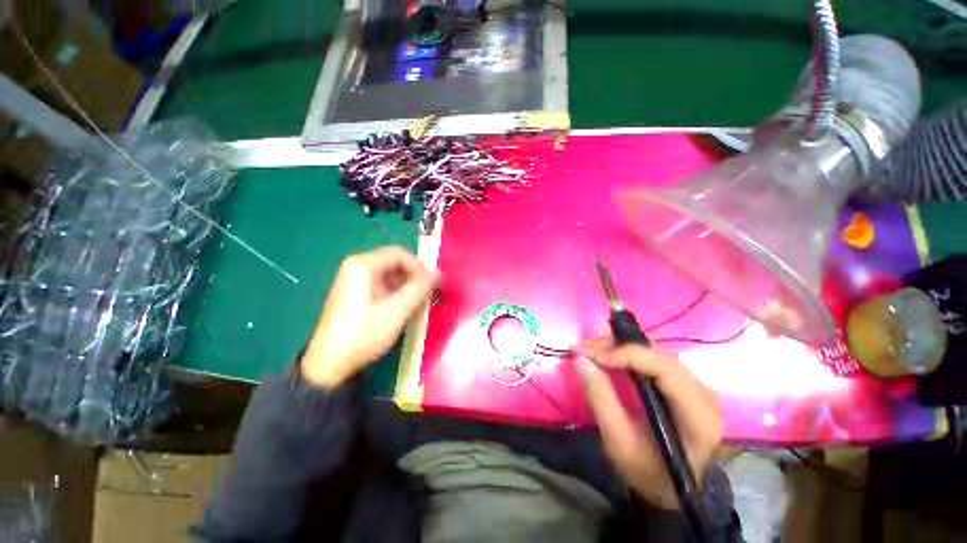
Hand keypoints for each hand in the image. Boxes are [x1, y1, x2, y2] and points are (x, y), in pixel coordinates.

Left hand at [302, 247, 435, 388]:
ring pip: (391, 275)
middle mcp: (357, 266)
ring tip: (418, 304)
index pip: (401, 254)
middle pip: (396, 263)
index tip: (431, 285)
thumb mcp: (396, 311)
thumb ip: (419, 288)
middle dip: (414, 278)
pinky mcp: (356, 293)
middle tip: (427, 295)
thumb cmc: (364, 334)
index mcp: (363, 265)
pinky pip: (383, 285)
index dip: (420, 267)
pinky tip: (403, 308)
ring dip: (407, 287)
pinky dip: (397, 293)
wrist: (329, 364)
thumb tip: (438, 272)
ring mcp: (354, 280)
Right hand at [576, 336, 722, 508]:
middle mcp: (703, 394)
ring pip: (654, 351)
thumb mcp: (618, 442)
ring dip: (619, 346)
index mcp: (697, 416)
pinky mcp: (685, 383)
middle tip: (583, 349)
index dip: (624, 354)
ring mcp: (696, 386)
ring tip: (591, 351)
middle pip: (657, 354)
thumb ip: (600, 399)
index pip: (663, 368)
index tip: (589, 354)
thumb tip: (580, 360)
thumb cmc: (647, 470)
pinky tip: (607, 356)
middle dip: (615, 346)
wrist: (671, 488)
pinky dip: (626, 353)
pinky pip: (653, 357)